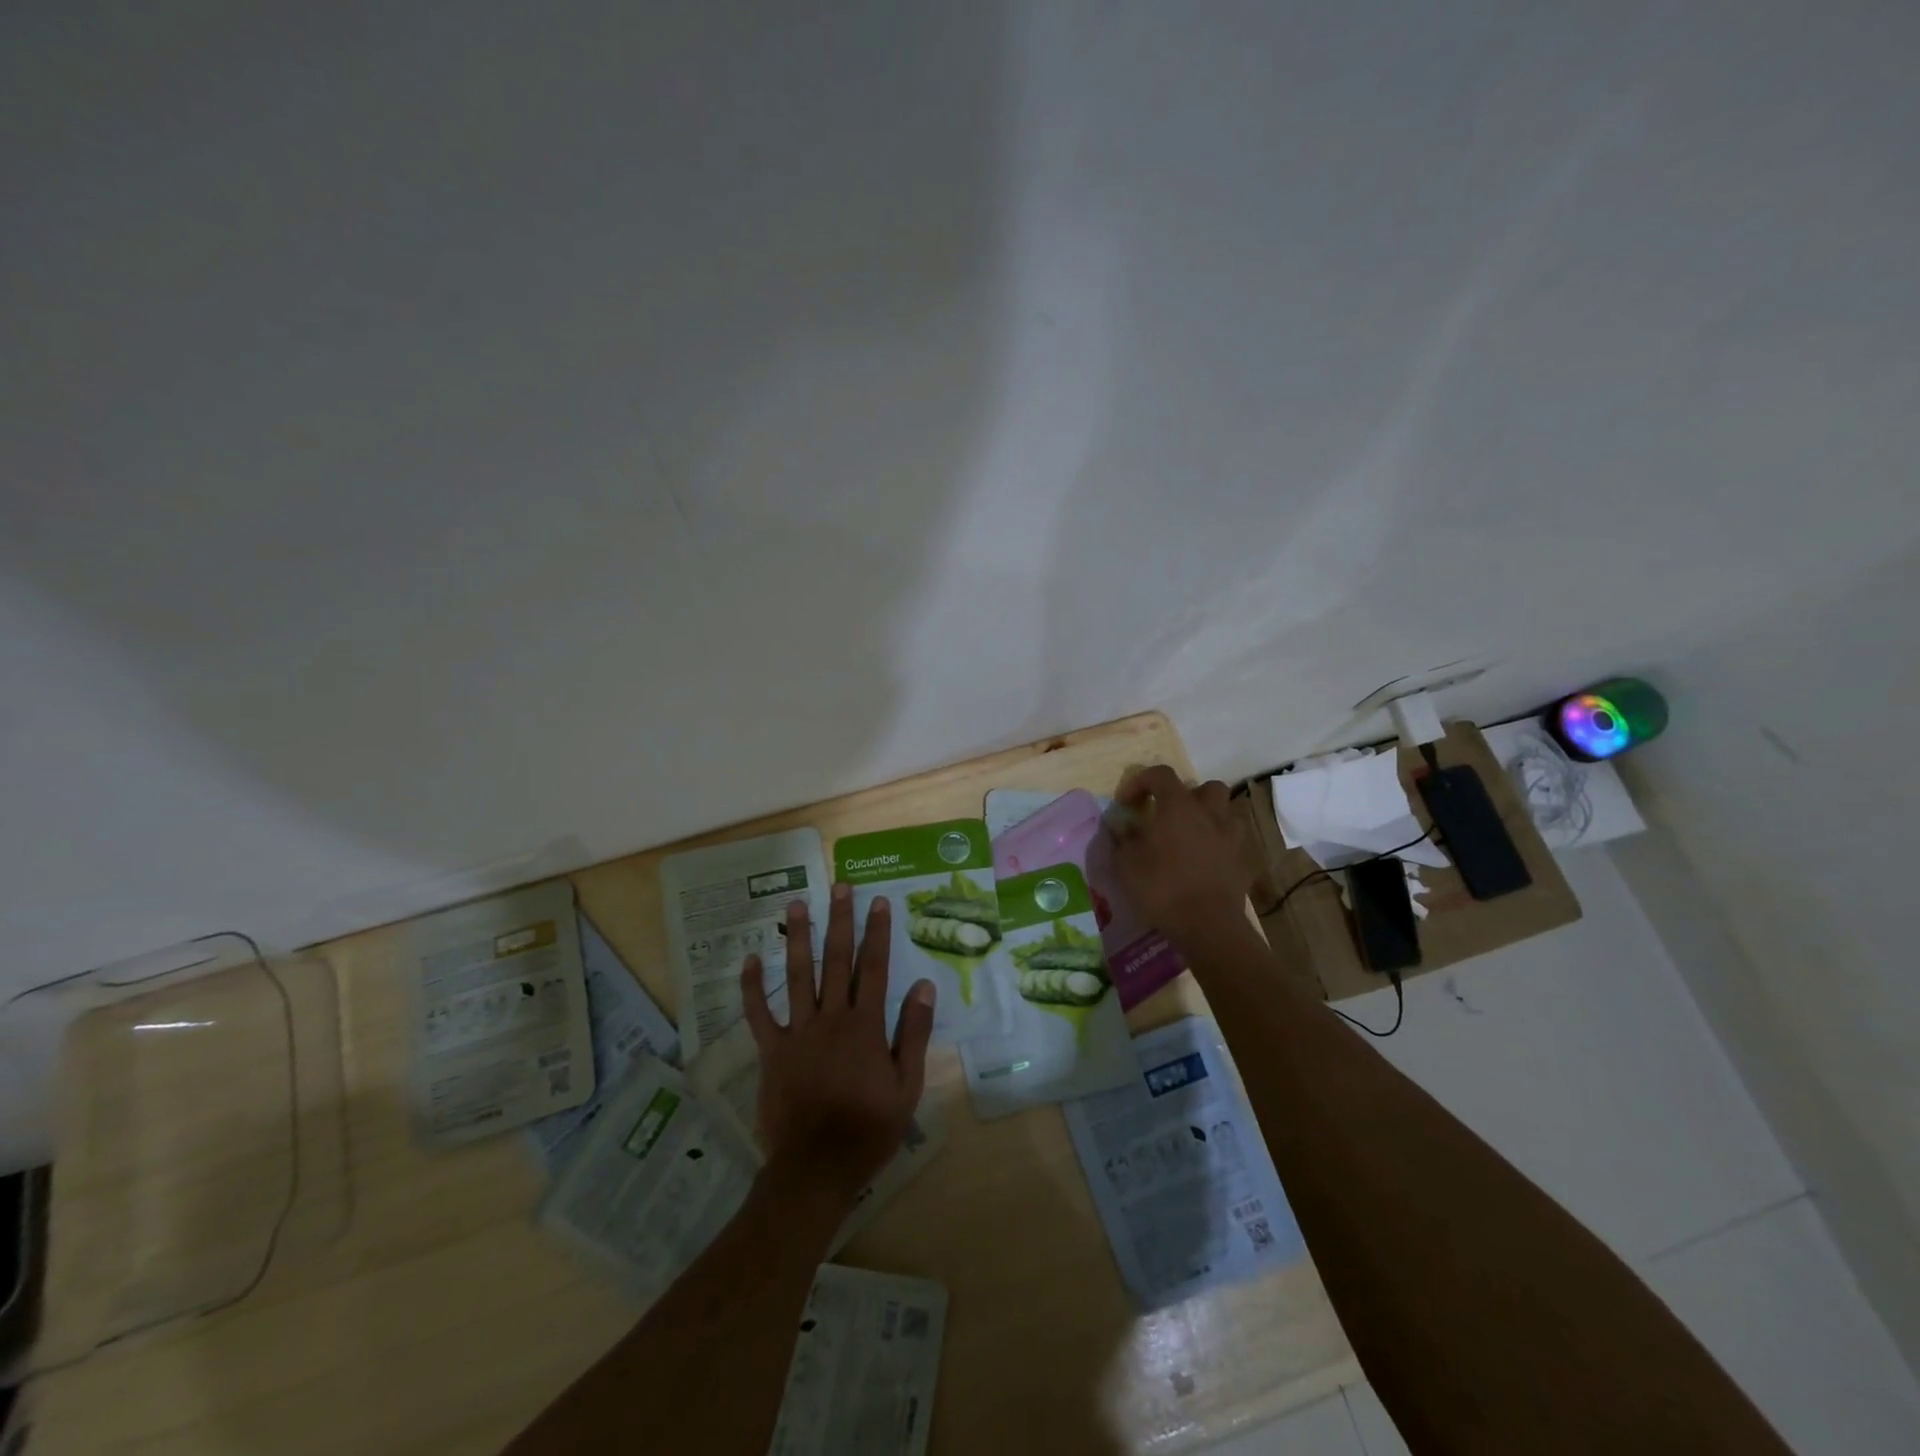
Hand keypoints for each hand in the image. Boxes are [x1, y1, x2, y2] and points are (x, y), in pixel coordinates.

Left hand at [740, 884, 935, 1207]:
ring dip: (798, 937)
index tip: (878, 902)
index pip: (875, 967)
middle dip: (840, 920)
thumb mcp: (907, 1085)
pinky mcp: (772, 1051)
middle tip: (839, 886)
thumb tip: (924, 986)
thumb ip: (914, 1033)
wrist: (816, 1167)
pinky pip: (759, 1014)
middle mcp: (832, 1018)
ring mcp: (798, 1032)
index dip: (878, 932)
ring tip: (796, 904)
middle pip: (838, 960)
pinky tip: (749, 959)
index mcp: (866, 1025)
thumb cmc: (869, 1128)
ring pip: (798, 975)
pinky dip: (752, 987)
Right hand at [1105, 764, 1254, 951]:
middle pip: (1205, 787)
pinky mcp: (1245, 860)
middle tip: (1170, 816)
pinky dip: (1222, 843)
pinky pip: (1235, 840)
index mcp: (1178, 806)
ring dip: (1210, 817)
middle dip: (1187, 795)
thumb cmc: (1162, 888)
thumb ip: (1122, 838)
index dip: (1140, 781)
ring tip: (1193, 835)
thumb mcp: (1126, 864)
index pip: (1161, 774)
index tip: (1127, 804)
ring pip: (1227, 811)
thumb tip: (1120, 824)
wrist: (1208, 926)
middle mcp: (1209, 813)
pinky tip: (1209, 860)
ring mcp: (1232, 836)